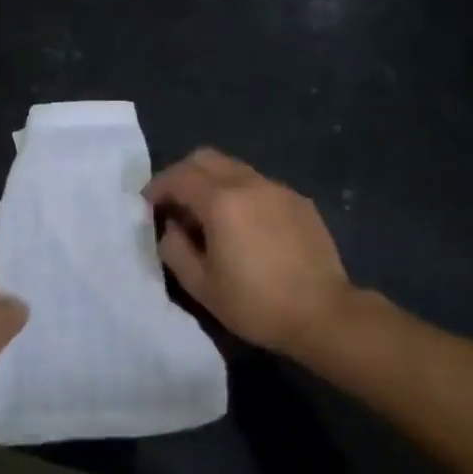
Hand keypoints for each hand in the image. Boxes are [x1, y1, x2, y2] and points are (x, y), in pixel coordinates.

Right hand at [145, 149, 353, 356]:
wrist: (325, 315)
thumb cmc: (256, 304)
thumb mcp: (201, 286)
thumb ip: (175, 249)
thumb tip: (171, 228)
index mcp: (221, 202)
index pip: (178, 177)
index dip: (157, 187)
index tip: (148, 206)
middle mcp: (248, 184)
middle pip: (205, 158)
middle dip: (182, 174)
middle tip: (175, 203)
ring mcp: (277, 189)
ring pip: (233, 168)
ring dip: (212, 182)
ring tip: (209, 216)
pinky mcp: (299, 201)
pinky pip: (259, 184)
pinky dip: (240, 194)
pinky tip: (245, 226)